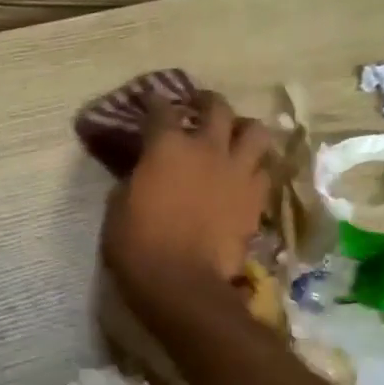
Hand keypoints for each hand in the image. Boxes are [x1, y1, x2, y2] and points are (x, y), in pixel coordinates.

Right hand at [102, 89, 272, 310]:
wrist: (182, 283)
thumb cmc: (137, 245)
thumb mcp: (119, 206)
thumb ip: (136, 178)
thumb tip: (144, 171)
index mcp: (167, 146)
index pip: (161, 109)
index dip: (154, 101)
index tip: (150, 101)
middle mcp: (207, 148)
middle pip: (217, 107)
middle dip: (206, 101)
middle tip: (199, 106)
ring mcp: (237, 172)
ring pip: (255, 131)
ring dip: (244, 128)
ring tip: (236, 135)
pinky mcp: (256, 199)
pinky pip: (264, 171)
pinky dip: (256, 167)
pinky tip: (247, 174)